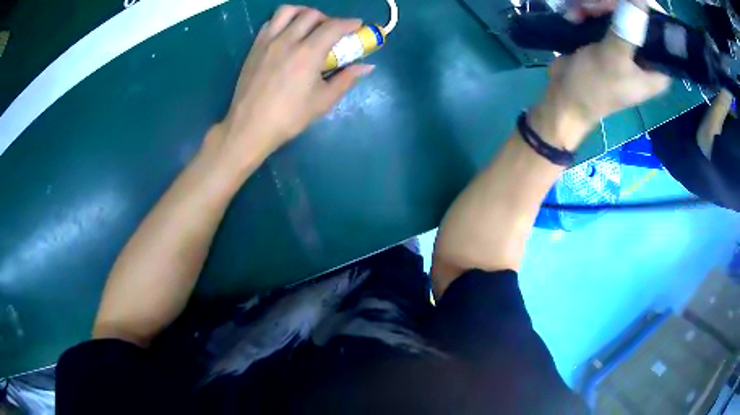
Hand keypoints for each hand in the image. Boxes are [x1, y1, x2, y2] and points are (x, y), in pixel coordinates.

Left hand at [206, 6, 374, 162]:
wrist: (250, 126)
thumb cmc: (289, 117)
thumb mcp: (323, 101)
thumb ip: (346, 79)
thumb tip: (367, 67)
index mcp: (308, 53)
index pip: (333, 26)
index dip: (350, 23)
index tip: (357, 26)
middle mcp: (288, 40)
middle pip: (311, 14)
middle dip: (328, 18)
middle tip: (332, 32)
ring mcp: (268, 41)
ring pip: (288, 11)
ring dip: (303, 13)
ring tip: (308, 25)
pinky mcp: (254, 47)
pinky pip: (271, 22)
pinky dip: (284, 21)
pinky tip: (288, 34)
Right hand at [536, 0, 669, 147]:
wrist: (564, 99)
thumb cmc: (593, 86)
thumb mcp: (613, 58)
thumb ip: (630, 29)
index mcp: (657, 70)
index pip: (662, 33)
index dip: (646, 12)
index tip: (625, 2)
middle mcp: (646, 57)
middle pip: (639, 18)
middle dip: (615, 7)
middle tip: (593, 5)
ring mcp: (627, 47)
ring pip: (620, 13)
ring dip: (598, 7)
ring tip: (579, 11)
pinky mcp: (610, 41)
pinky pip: (606, 17)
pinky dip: (590, 12)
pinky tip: (575, 15)